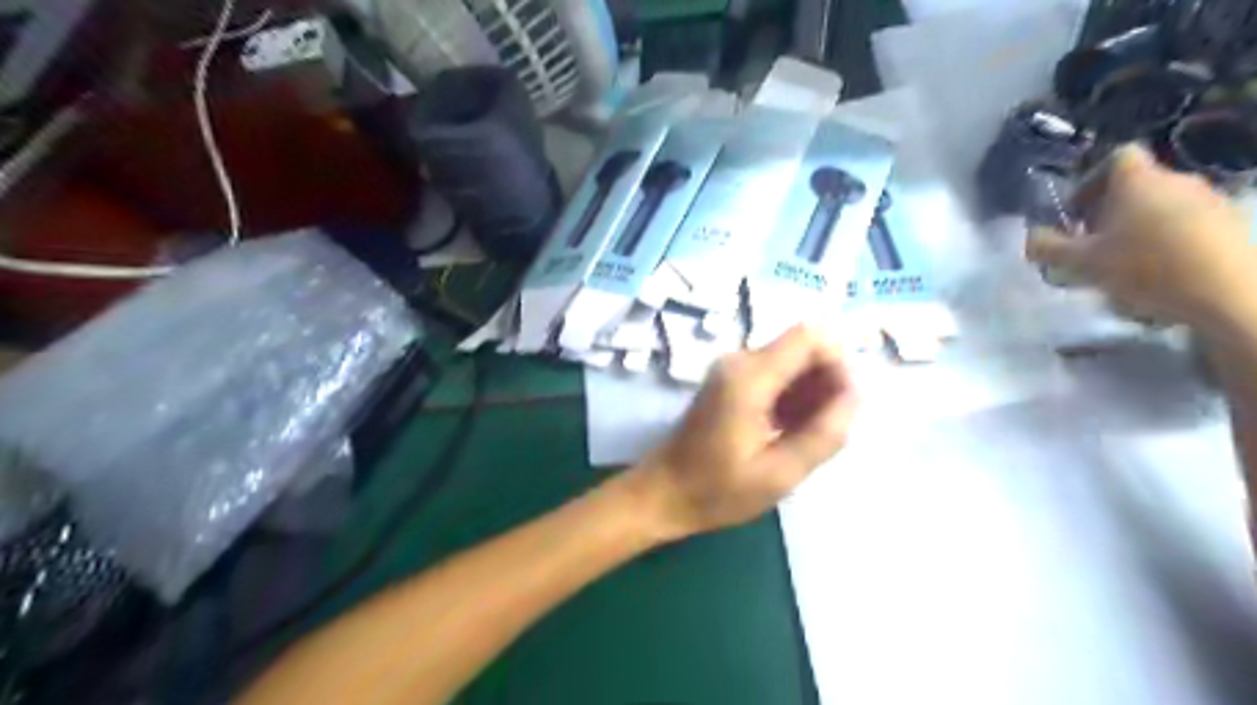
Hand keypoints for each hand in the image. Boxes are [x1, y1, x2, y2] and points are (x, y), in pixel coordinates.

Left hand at [625, 325, 852, 539]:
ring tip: (805, 437)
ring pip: (790, 362)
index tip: (842, 407)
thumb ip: (824, 433)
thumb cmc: (718, 490)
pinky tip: (788, 433)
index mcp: (750, 376)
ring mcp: (731, 370)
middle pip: (801, 348)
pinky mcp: (728, 382)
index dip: (838, 364)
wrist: (663, 493)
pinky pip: (773, 375)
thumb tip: (855, 395)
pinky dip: (790, 398)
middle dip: (825, 383)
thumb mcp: (780, 473)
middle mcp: (739, 361)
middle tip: (825, 430)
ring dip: (809, 394)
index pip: (811, 337)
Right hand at [1024, 144, 1256, 336]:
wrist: (1227, 292)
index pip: (1116, 157)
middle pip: (1137, 184)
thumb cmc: (1145, 268)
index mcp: (1138, 181)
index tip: (1077, 212)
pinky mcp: (1230, 222)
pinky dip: (1167, 238)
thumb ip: (1048, 247)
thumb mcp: (1081, 262)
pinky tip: (1160, 271)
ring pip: (1161, 204)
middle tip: (1092, 243)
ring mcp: (1209, 199)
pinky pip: (1187, 222)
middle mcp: (1176, 179)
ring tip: (1124, 262)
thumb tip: (1030, 236)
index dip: (1091, 181)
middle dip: (1110, 210)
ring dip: (1138, 226)